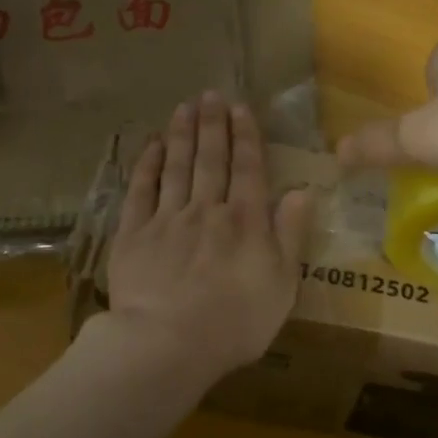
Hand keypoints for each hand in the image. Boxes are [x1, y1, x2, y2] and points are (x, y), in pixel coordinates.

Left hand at [106, 91, 312, 379]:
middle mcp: (207, 210)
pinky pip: (141, 191)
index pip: (248, 169)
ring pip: (177, 167)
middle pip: (211, 159)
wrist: (168, 343)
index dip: (246, 136)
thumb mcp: (282, 285)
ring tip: (184, 107)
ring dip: (182, 135)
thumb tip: (303, 191)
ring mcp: (167, 219)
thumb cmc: (235, 322)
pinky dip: (147, 165)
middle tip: (210, 94)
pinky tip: (152, 146)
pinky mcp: (134, 234)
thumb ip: (291, 235)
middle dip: (213, 124)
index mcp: (245, 221)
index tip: (241, 108)